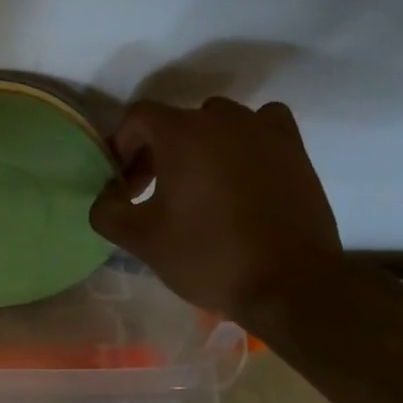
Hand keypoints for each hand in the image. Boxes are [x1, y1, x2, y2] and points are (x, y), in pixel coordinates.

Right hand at [89, 98, 341, 327]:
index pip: (138, 117)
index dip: (122, 146)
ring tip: (201, 184)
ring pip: (219, 122)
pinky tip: (244, 169)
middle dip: (157, 151)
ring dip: (201, 145)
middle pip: (176, 120)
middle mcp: (222, 120)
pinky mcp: (295, 149)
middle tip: (154, 193)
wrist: (290, 285)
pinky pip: (263, 126)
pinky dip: (248, 140)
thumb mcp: (141, 240)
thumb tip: (108, 195)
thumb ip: (107, 210)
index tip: (125, 185)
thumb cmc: (209, 257)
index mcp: (181, 133)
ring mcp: (263, 131)